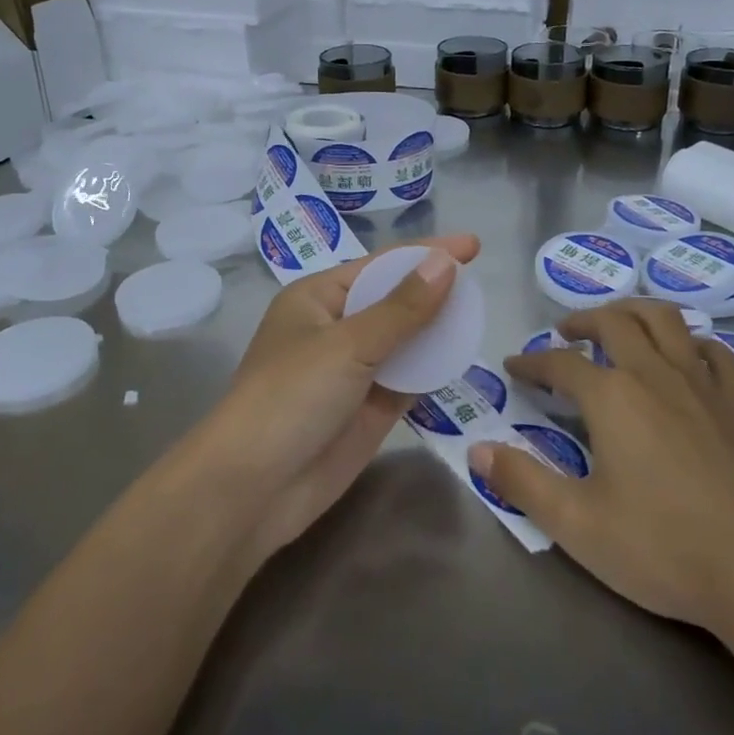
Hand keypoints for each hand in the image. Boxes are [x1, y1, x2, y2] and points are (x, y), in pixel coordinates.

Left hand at [184, 234, 480, 565]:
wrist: (254, 489)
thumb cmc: (291, 397)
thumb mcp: (349, 345)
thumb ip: (403, 308)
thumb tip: (445, 263)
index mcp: (317, 298)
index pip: (381, 265)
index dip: (426, 253)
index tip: (472, 245)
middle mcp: (335, 328)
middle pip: (394, 299)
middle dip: (433, 289)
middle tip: (480, 282)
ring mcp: (352, 370)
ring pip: (404, 339)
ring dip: (437, 329)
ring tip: (479, 315)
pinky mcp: (368, 408)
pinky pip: (408, 377)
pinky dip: (432, 367)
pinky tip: (461, 355)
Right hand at [484, 299, 733, 638]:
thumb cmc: (664, 549)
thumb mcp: (578, 524)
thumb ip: (523, 483)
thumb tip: (478, 448)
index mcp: (612, 397)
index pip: (560, 363)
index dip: (532, 362)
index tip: (514, 366)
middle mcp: (655, 374)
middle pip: (614, 323)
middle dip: (582, 321)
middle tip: (565, 334)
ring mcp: (703, 384)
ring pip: (665, 320)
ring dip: (634, 312)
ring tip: (619, 324)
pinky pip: (715, 352)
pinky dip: (692, 343)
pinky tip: (686, 357)